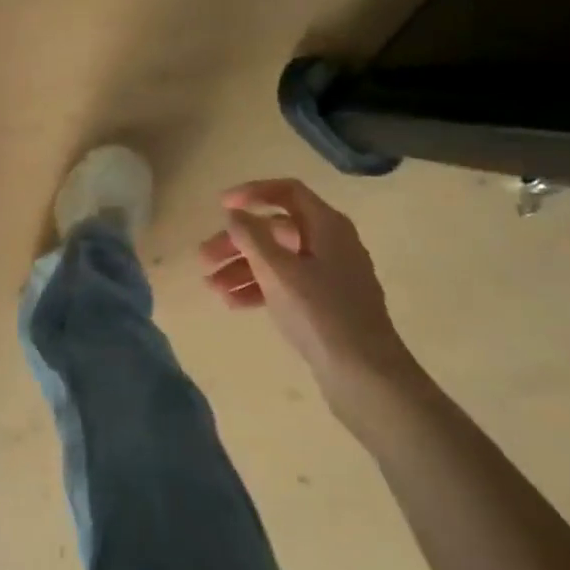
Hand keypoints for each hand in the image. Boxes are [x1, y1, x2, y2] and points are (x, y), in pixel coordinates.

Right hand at [198, 178, 417, 404]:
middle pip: (276, 229)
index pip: (287, 192)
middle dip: (237, 242)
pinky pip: (286, 285)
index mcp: (327, 226)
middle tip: (204, 257)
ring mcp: (330, 276)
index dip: (252, 193)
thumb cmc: (321, 313)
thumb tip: (235, 214)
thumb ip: (252, 236)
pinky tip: (232, 303)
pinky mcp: (326, 305)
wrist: (366, 377)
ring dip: (242, 268)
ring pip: (278, 260)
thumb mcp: (278, 271)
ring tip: (211, 286)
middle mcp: (331, 244)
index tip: (220, 206)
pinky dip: (259, 289)